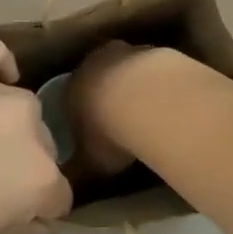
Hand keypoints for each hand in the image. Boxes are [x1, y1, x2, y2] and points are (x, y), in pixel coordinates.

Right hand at [65, 40, 177, 180]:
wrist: (147, 100)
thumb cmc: (110, 134)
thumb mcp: (90, 163)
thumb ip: (78, 171)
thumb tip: (69, 183)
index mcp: (71, 89)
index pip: (69, 100)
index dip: (80, 116)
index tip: (92, 133)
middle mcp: (92, 64)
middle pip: (96, 78)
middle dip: (105, 95)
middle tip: (118, 119)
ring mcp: (123, 52)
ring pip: (122, 67)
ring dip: (130, 84)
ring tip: (144, 111)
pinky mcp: (151, 50)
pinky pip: (147, 68)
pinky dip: (152, 82)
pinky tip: (163, 100)